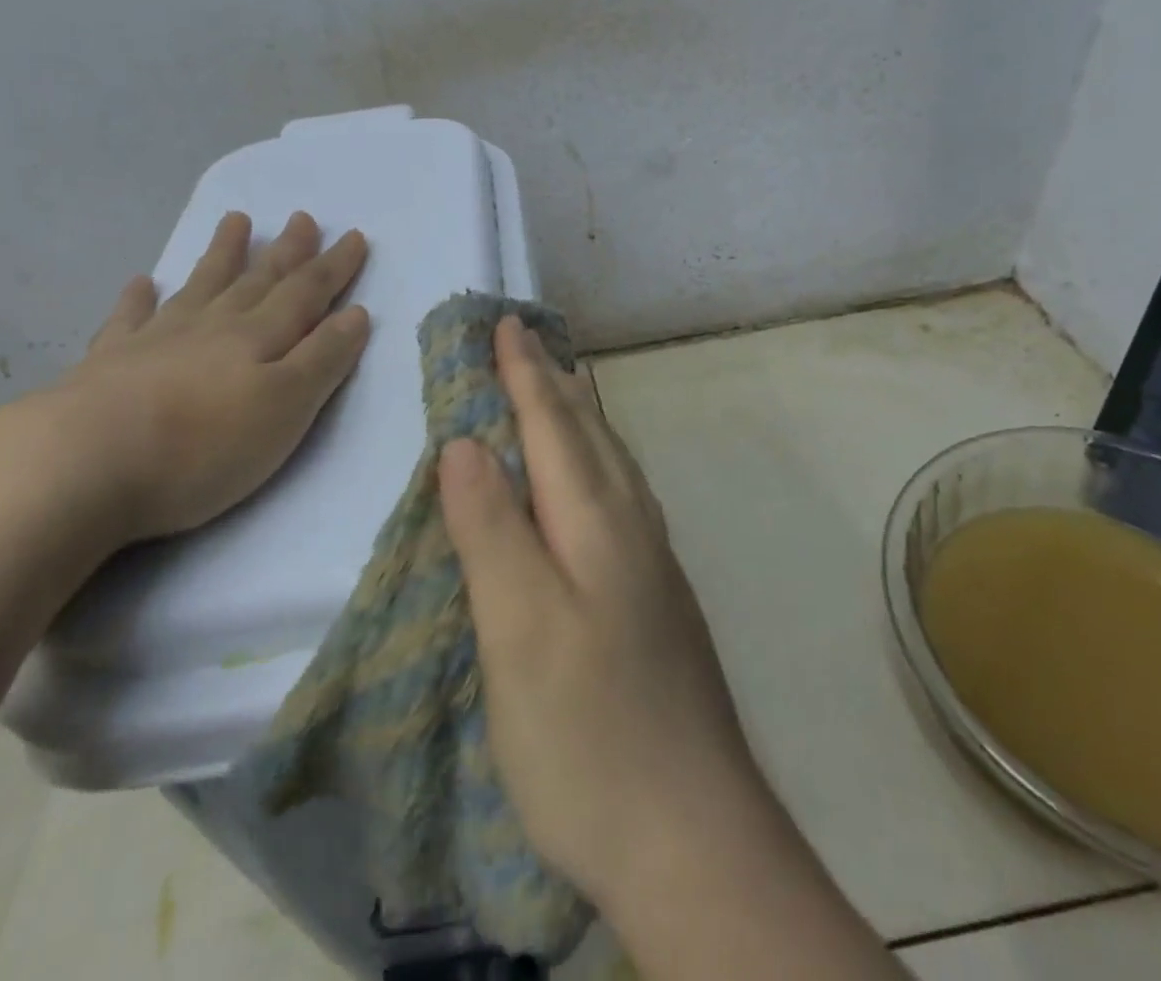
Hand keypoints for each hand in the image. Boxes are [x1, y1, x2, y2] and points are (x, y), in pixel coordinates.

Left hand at [52, 210, 369, 545]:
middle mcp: (213, 327)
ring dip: (223, 255)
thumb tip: (355, 313)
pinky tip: (141, 282)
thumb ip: (323, 359)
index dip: (334, 267)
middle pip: (258, 281)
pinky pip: (129, 319)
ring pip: (201, 287)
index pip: (307, 293)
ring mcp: (157, 340)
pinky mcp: (109, 364)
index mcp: (259, 338)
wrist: (81, 464)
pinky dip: (138, 298)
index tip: (355, 235)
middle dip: (287, 252)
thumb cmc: (202, 445)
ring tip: (236, 221)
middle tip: (302, 218)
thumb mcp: (286, 407)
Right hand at [438, 317, 762, 907]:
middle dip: (554, 379)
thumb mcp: (518, 628)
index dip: (524, 371)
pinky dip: (598, 459)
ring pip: (613, 461)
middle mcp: (631, 526)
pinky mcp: (657, 598)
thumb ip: (492, 528)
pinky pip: (622, 494)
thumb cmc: (588, 731)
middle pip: (590, 431)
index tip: (505, 323)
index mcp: (596, 520)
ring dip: (583, 415)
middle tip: (530, 339)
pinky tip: (595, 478)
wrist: (694, 838)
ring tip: (564, 385)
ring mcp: (652, 563)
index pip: (552, 423)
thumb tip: (466, 442)